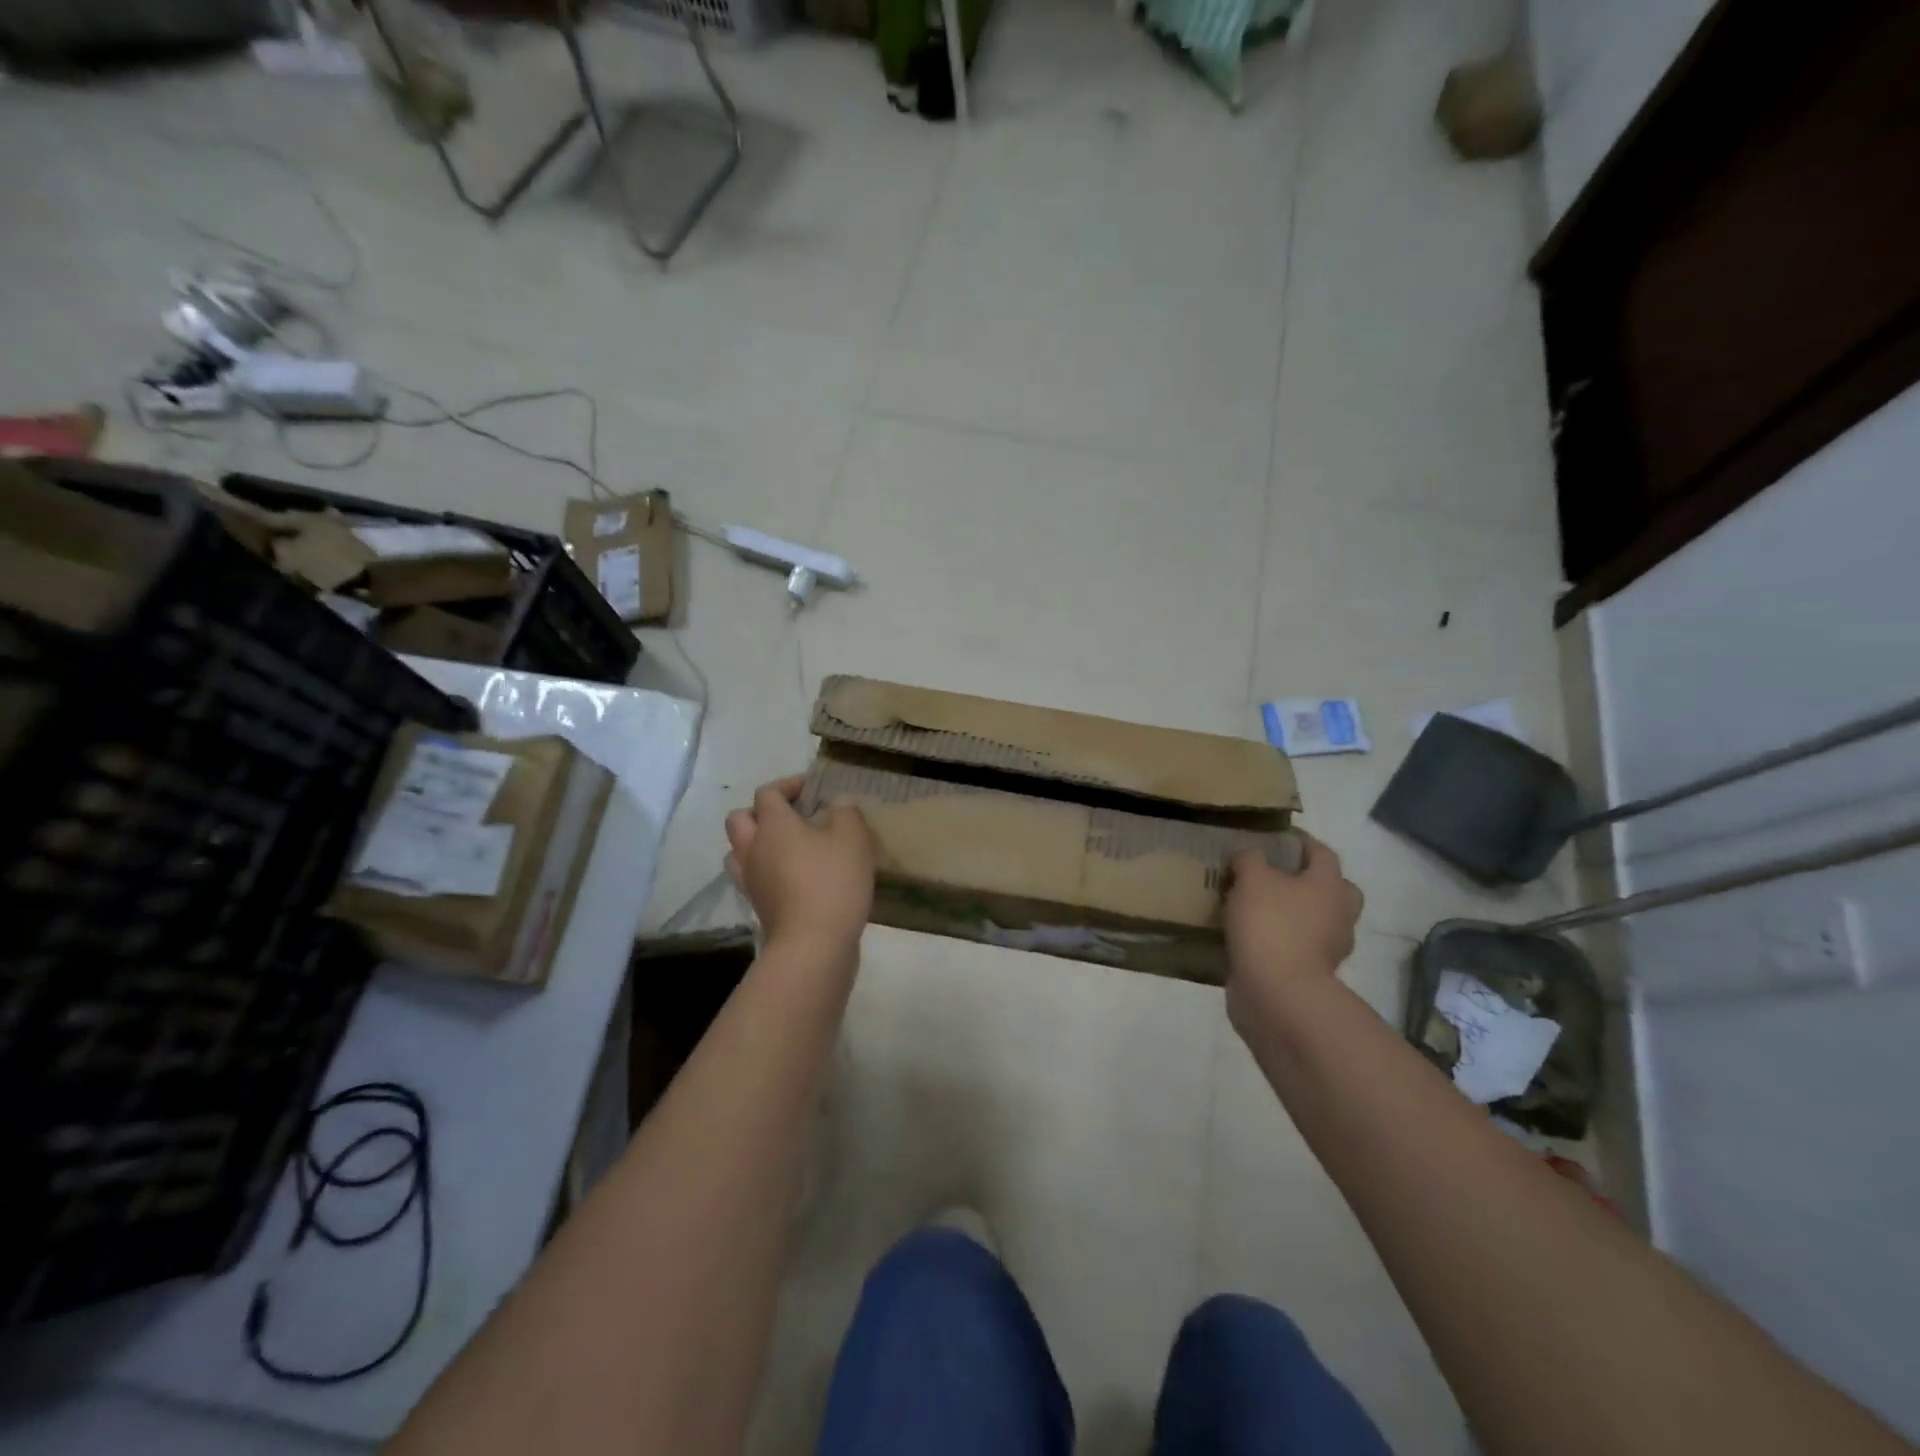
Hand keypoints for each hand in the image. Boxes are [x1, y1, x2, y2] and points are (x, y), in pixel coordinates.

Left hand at [725, 776, 876, 962]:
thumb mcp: (852, 837)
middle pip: (740, 819)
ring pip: (738, 851)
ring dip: (756, 842)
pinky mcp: (758, 906)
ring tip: (786, 847)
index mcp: (773, 824)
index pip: (768, 793)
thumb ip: (845, 812)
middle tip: (792, 816)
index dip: (788, 785)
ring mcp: (750, 880)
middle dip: (762, 812)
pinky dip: (764, 871)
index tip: (813, 789)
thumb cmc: (832, 881)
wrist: (813, 944)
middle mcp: (753, 848)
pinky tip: (790, 876)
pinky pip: (751, 878)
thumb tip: (836, 806)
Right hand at [1223, 833, 1362, 1031]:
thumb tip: (1247, 850)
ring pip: (1315, 919)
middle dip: (1308, 879)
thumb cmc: (1271, 925)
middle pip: (1332, 888)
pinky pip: (1297, 945)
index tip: (1277, 836)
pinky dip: (1280, 938)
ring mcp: (1328, 947)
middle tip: (1276, 874)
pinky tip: (1252, 934)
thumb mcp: (1252, 878)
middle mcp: (1338, 914)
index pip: (1322, 852)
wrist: (1277, 993)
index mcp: (1330, 885)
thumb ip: (1249, 857)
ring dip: (1293, 911)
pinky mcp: (1311, 972)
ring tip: (1256, 905)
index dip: (1300, 841)